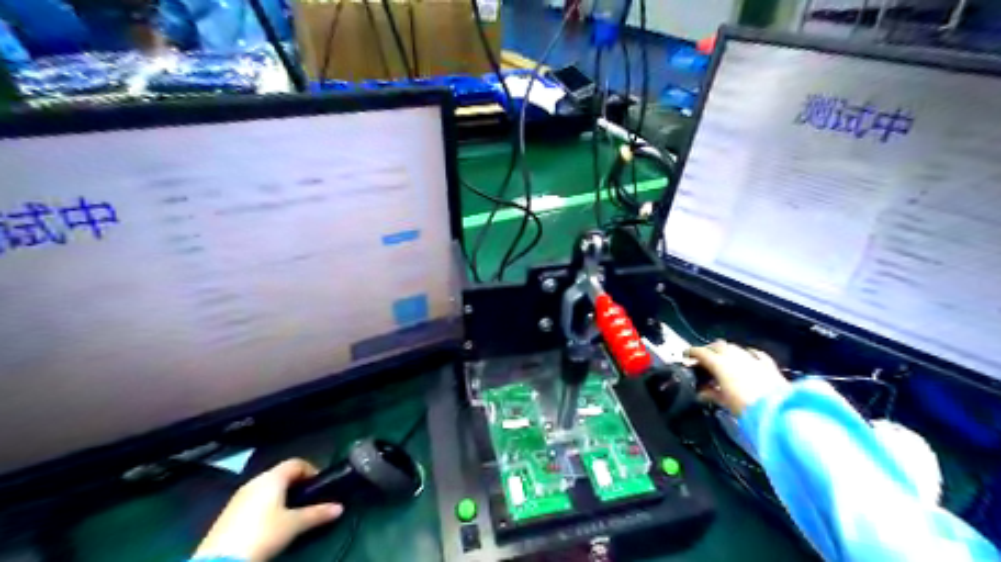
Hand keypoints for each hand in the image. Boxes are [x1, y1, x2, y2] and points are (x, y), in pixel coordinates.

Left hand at [194, 458, 344, 558]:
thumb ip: (317, 513)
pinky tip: (269, 523)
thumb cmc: (263, 533)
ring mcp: (239, 497)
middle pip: (281, 474)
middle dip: (296, 484)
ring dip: (281, 496)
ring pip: (267, 488)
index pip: (296, 463)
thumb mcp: (294, 524)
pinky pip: (254, 501)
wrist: (220, 561)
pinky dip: (266, 506)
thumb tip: (339, 508)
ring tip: (290, 513)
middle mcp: (255, 481)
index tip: (320, 486)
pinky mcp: (228, 513)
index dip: (311, 471)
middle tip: (308, 500)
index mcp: (272, 477)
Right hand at [689, 337, 788, 417]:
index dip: (692, 353)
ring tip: (722, 359)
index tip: (687, 356)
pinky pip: (755, 353)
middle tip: (704, 358)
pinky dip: (748, 353)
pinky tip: (747, 356)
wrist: (777, 412)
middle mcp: (735, 357)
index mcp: (720, 364)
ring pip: (735, 347)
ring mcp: (752, 358)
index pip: (701, 353)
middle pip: (718, 346)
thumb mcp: (724, 402)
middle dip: (709, 349)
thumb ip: (711, 394)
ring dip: (726, 351)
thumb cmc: (746, 407)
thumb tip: (701, 393)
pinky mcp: (768, 364)